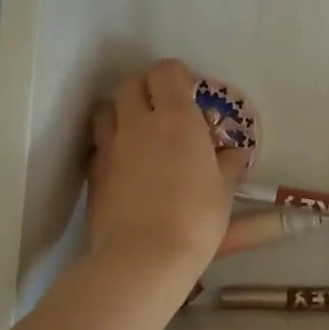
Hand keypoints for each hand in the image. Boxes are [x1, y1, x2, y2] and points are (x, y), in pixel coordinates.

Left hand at [83, 59, 249, 288]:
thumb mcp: (224, 190)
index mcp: (177, 118)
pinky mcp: (93, 172)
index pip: (166, 71)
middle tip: (164, 106)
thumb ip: (228, 165)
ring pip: (106, 108)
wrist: (143, 258)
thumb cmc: (196, 218)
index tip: (190, 91)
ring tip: (139, 129)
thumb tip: (235, 154)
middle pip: (131, 83)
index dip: (177, 74)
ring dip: (122, 110)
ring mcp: (111, 146)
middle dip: (147, 87)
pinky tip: (125, 161)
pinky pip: (98, 141)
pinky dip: (110, 141)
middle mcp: (139, 123)